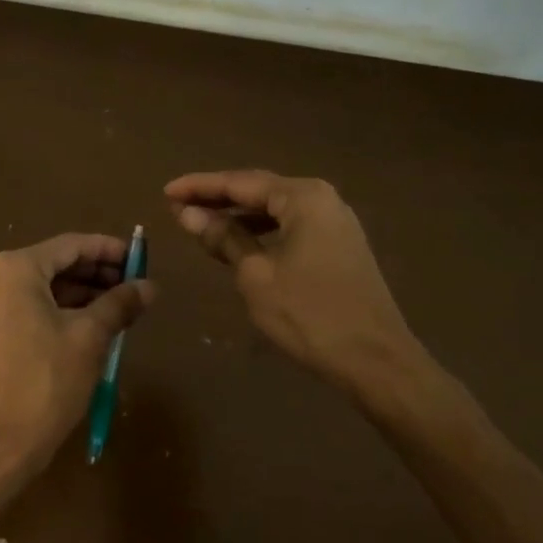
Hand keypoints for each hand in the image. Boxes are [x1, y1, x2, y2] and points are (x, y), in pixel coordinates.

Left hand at [0, 232, 154, 481]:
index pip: (71, 245)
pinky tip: (90, 325)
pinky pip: (27, 308)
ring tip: (119, 307)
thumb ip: (119, 305)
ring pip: (41, 288)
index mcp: (14, 269)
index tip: (139, 257)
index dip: (108, 250)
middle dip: (95, 273)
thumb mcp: (89, 339)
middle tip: (133, 284)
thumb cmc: (43, 384)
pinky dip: (58, 311)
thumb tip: (150, 286)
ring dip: (80, 294)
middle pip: (54, 264)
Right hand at [166, 170, 421, 395]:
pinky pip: (291, 228)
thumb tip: (188, 214)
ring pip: (276, 210)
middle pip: (259, 191)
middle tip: (178, 206)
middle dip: (218, 199)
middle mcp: (322, 199)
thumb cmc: (309, 314)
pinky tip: (240, 245)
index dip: (200, 187)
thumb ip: (224, 237)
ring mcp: (336, 223)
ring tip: (202, 225)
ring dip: (239, 217)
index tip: (166, 192)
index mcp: (303, 197)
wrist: (376, 360)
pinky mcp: (340, 246)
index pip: (240, 182)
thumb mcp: (256, 275)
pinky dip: (262, 232)